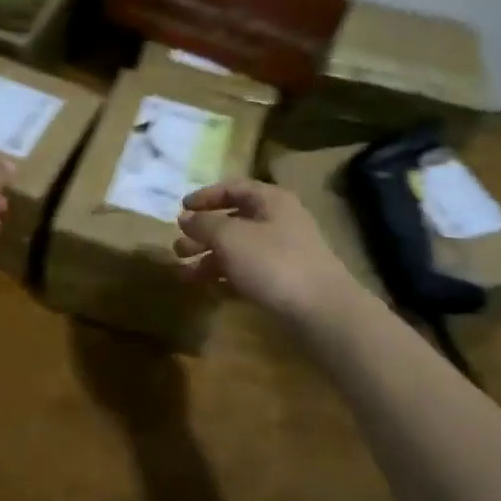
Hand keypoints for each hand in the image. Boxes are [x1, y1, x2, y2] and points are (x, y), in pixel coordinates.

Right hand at [173, 179, 362, 321]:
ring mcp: (284, 253)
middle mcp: (279, 221)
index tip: (181, 209)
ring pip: (239, 249)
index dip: (205, 196)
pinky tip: (207, 288)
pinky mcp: (285, 283)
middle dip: (203, 233)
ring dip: (210, 258)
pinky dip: (226, 277)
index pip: (233, 188)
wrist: (322, 312)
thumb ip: (204, 224)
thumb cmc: (274, 262)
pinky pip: (248, 273)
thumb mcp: (230, 237)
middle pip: (234, 220)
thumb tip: (186, 217)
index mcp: (271, 200)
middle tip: (178, 248)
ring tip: (183, 273)